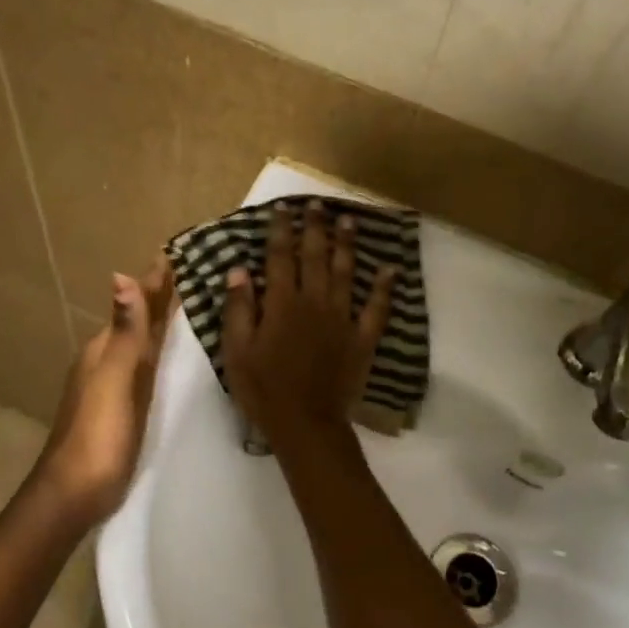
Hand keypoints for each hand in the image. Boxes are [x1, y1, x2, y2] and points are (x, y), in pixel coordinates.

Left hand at [35, 259, 173, 523]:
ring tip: (185, 304)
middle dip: (159, 296)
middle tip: (188, 271)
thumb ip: (125, 335)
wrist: (75, 494)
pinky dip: (160, 352)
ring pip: (142, 343)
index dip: (154, 282)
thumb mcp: (114, 381)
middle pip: (138, 321)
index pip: (135, 306)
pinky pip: (147, 367)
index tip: (175, 253)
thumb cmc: (97, 436)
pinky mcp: (125, 408)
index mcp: (105, 351)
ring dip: (159, 322)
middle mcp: (108, 362)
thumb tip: (121, 277)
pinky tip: (168, 356)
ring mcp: (115, 386)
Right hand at [222, 200, 396, 446]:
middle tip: (318, 204)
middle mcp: (315, 302)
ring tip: (349, 221)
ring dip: (348, 245)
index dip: (281, 230)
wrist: (305, 423)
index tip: (283, 208)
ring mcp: (343, 319)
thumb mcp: (237, 351)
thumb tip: (238, 269)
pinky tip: (391, 269)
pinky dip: (385, 288)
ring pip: (347, 273)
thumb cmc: (263, 389)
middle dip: (316, 228)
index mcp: (282, 303)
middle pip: (316, 257)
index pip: (280, 257)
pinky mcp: (362, 339)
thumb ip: (239, 308)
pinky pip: (377, 309)